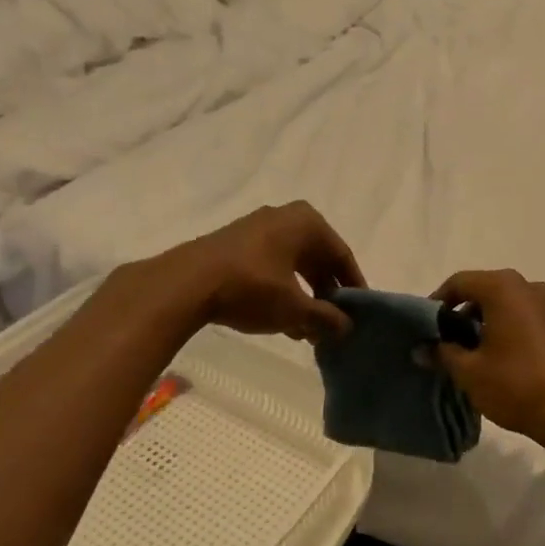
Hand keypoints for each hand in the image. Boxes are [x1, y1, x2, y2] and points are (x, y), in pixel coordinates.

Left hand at [167, 202, 364, 341]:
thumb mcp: (295, 308)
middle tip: (332, 323)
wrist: (185, 284)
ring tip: (306, 329)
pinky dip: (281, 289)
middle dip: (326, 293)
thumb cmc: (252, 288)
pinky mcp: (234, 243)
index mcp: (307, 222)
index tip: (359, 313)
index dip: (353, 286)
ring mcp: (256, 227)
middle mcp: (284, 216)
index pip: (342, 255)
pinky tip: (280, 318)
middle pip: (317, 258)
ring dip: (303, 295)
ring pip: (293, 264)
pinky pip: (271, 264)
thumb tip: (347, 327)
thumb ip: (326, 318)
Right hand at [432, 270, 544, 450]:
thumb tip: (422, 349)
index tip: (425, 327)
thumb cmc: (516, 385)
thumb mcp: (469, 372)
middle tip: (446, 340)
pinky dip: (509, 327)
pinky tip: (501, 357)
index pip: (460, 282)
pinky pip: (527, 316)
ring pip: (508, 303)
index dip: (438, 302)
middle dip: (462, 312)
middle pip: (485, 289)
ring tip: (471, 352)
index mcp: (504, 288)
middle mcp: (530, 286)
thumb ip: (442, 353)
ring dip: (486, 320)